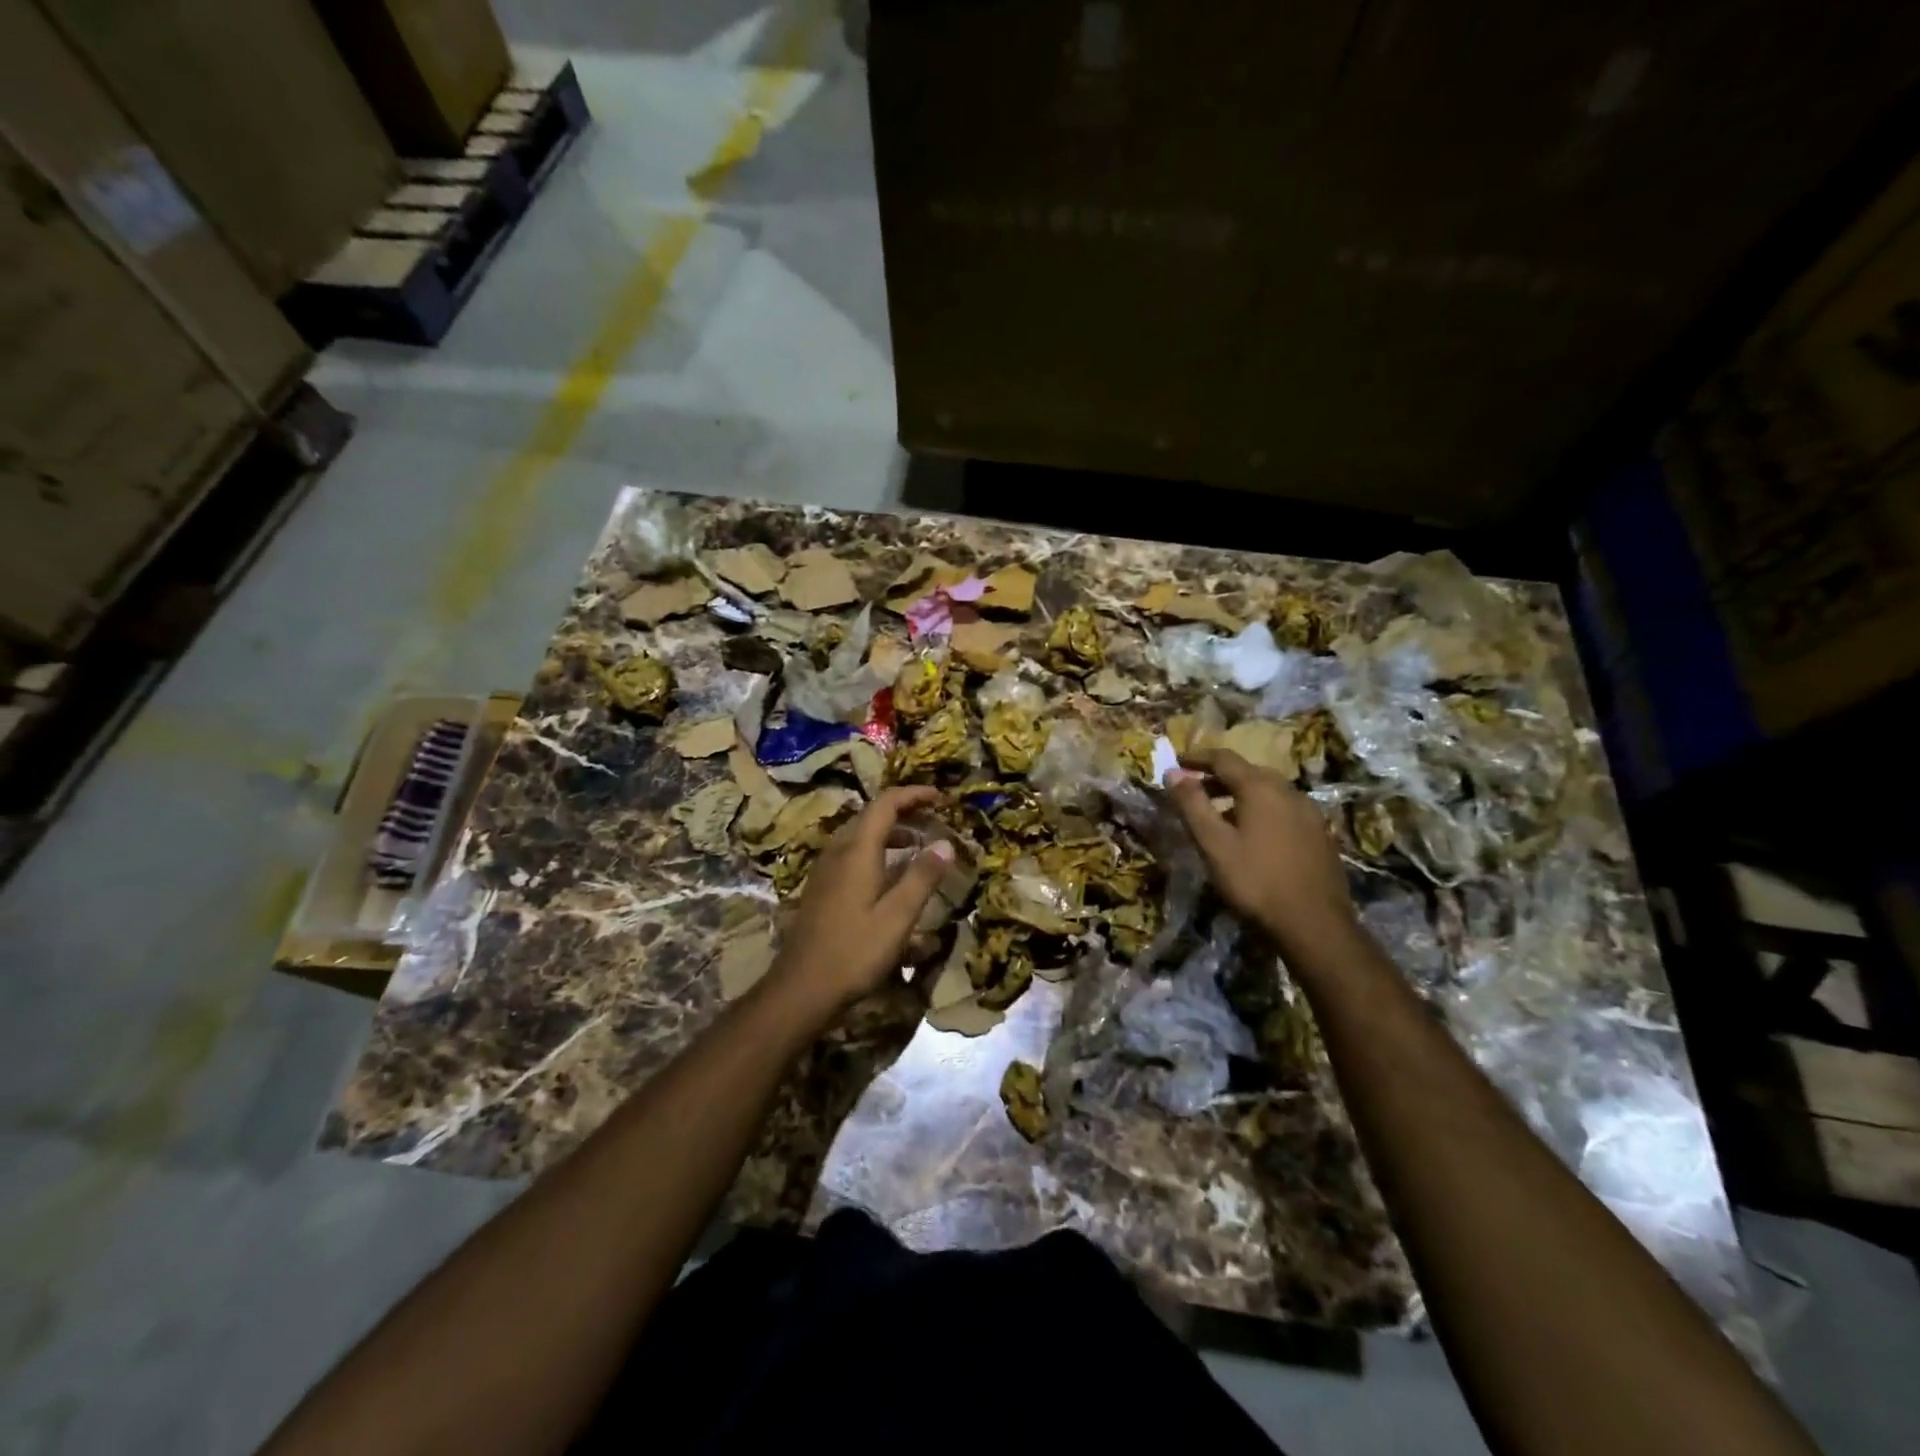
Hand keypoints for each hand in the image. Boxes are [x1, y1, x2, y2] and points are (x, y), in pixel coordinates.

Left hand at [770, 786, 955, 1012]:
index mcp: (857, 851)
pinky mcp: (821, 888)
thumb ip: (922, 877)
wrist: (801, 988)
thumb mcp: (897, 917)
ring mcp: (825, 870)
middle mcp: (837, 851)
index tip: (940, 797)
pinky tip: (889, 875)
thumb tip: (945, 844)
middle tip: (933, 817)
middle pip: (871, 816)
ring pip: (859, 836)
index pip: (885, 804)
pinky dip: (876, 851)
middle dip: (903, 811)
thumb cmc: (854, 952)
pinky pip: (851, 854)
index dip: (913, 795)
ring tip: (917, 843)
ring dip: (890, 832)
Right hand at [1166, 748, 1356, 956]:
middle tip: (1195, 790)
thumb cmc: (1255, 881)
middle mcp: (1289, 791)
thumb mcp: (1213, 843)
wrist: (1314, 925)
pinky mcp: (1320, 835)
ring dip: (1241, 795)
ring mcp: (1309, 813)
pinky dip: (1262, 811)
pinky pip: (1284, 810)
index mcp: (1261, 788)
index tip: (1177, 762)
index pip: (1224, 758)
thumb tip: (1172, 771)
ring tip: (1220, 815)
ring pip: (1269, 792)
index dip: (1197, 758)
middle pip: (1249, 772)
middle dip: (1218, 777)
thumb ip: (1192, 804)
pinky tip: (1253, 835)